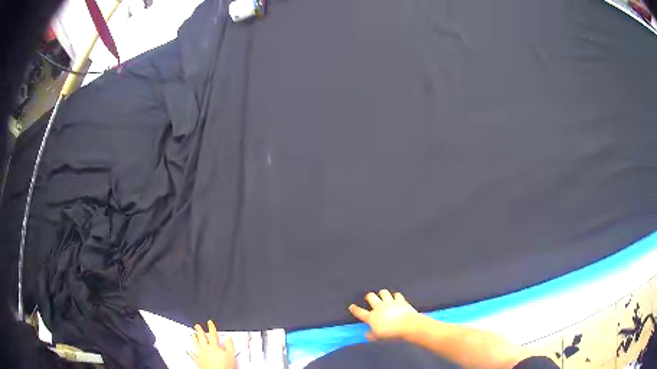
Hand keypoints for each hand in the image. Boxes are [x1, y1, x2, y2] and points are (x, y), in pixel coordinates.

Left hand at [188, 320, 235, 368]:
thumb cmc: (224, 366)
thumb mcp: (231, 355)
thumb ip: (229, 345)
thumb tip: (228, 338)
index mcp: (214, 346)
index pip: (212, 335)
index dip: (211, 328)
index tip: (209, 323)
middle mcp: (206, 349)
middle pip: (202, 338)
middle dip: (199, 331)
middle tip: (197, 326)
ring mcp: (201, 355)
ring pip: (196, 344)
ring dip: (194, 339)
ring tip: (192, 334)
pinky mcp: (198, 361)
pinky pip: (193, 355)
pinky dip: (190, 352)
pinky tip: (187, 350)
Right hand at [349, 289, 418, 340]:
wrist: (407, 325)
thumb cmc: (391, 333)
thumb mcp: (378, 337)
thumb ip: (370, 335)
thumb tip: (366, 334)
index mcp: (372, 317)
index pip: (360, 312)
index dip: (355, 309)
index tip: (352, 306)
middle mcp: (379, 307)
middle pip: (371, 297)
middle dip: (369, 296)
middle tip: (369, 299)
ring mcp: (390, 302)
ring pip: (383, 292)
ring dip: (382, 294)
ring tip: (383, 296)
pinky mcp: (400, 300)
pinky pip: (397, 295)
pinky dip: (396, 296)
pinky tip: (396, 298)